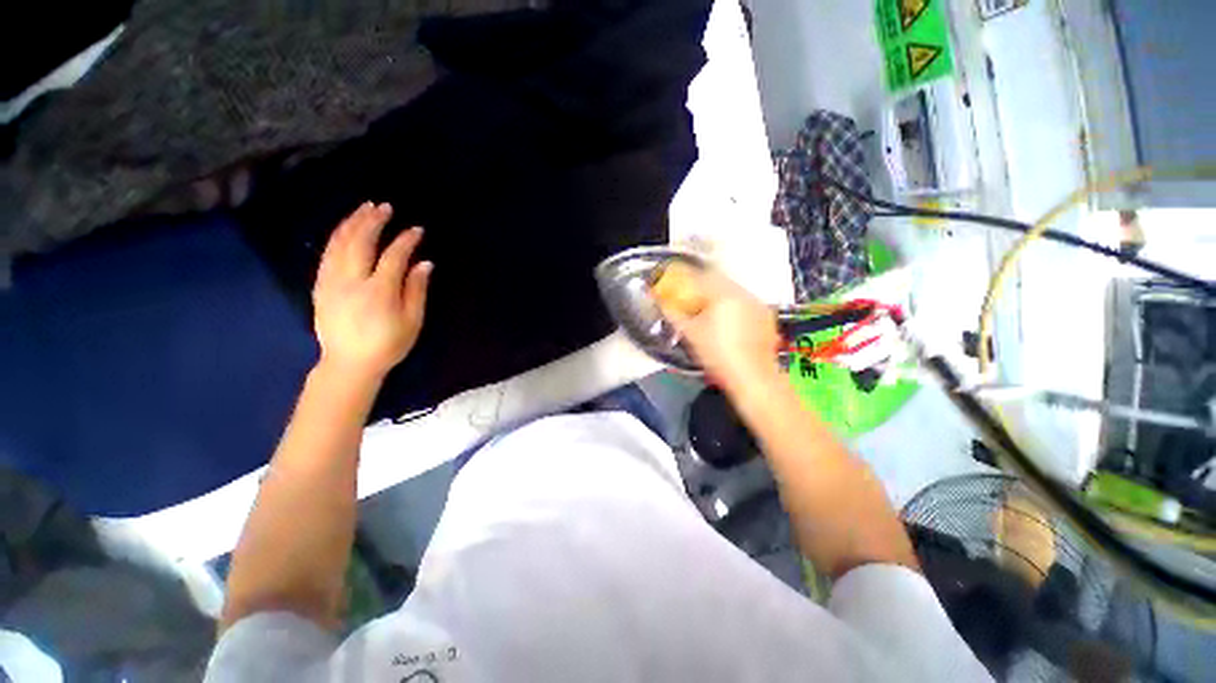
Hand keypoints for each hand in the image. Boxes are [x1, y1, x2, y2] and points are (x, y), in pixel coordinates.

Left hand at [312, 202, 432, 382]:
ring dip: (352, 222)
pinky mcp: (320, 285)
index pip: (393, 256)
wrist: (349, 364)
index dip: (406, 240)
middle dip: (373, 221)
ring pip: (339, 243)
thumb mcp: (412, 321)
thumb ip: (417, 290)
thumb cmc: (388, 344)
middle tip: (385, 207)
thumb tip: (424, 263)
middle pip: (361, 242)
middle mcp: (352, 280)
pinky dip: (336, 236)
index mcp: (379, 291)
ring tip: (364, 209)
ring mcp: (332, 281)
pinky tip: (345, 229)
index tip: (417, 230)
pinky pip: (326, 253)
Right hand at [654, 268, 781, 392]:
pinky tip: (727, 321)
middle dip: (701, 286)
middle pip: (718, 279)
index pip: (700, 276)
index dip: (684, 278)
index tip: (675, 284)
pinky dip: (732, 305)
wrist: (752, 377)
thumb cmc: (717, 355)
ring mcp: (757, 303)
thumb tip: (661, 302)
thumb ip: (673, 313)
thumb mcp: (690, 334)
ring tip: (708, 311)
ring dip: (717, 295)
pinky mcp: (765, 315)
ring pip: (732, 289)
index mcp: (723, 294)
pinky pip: (744, 301)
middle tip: (690, 298)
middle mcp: (743, 293)